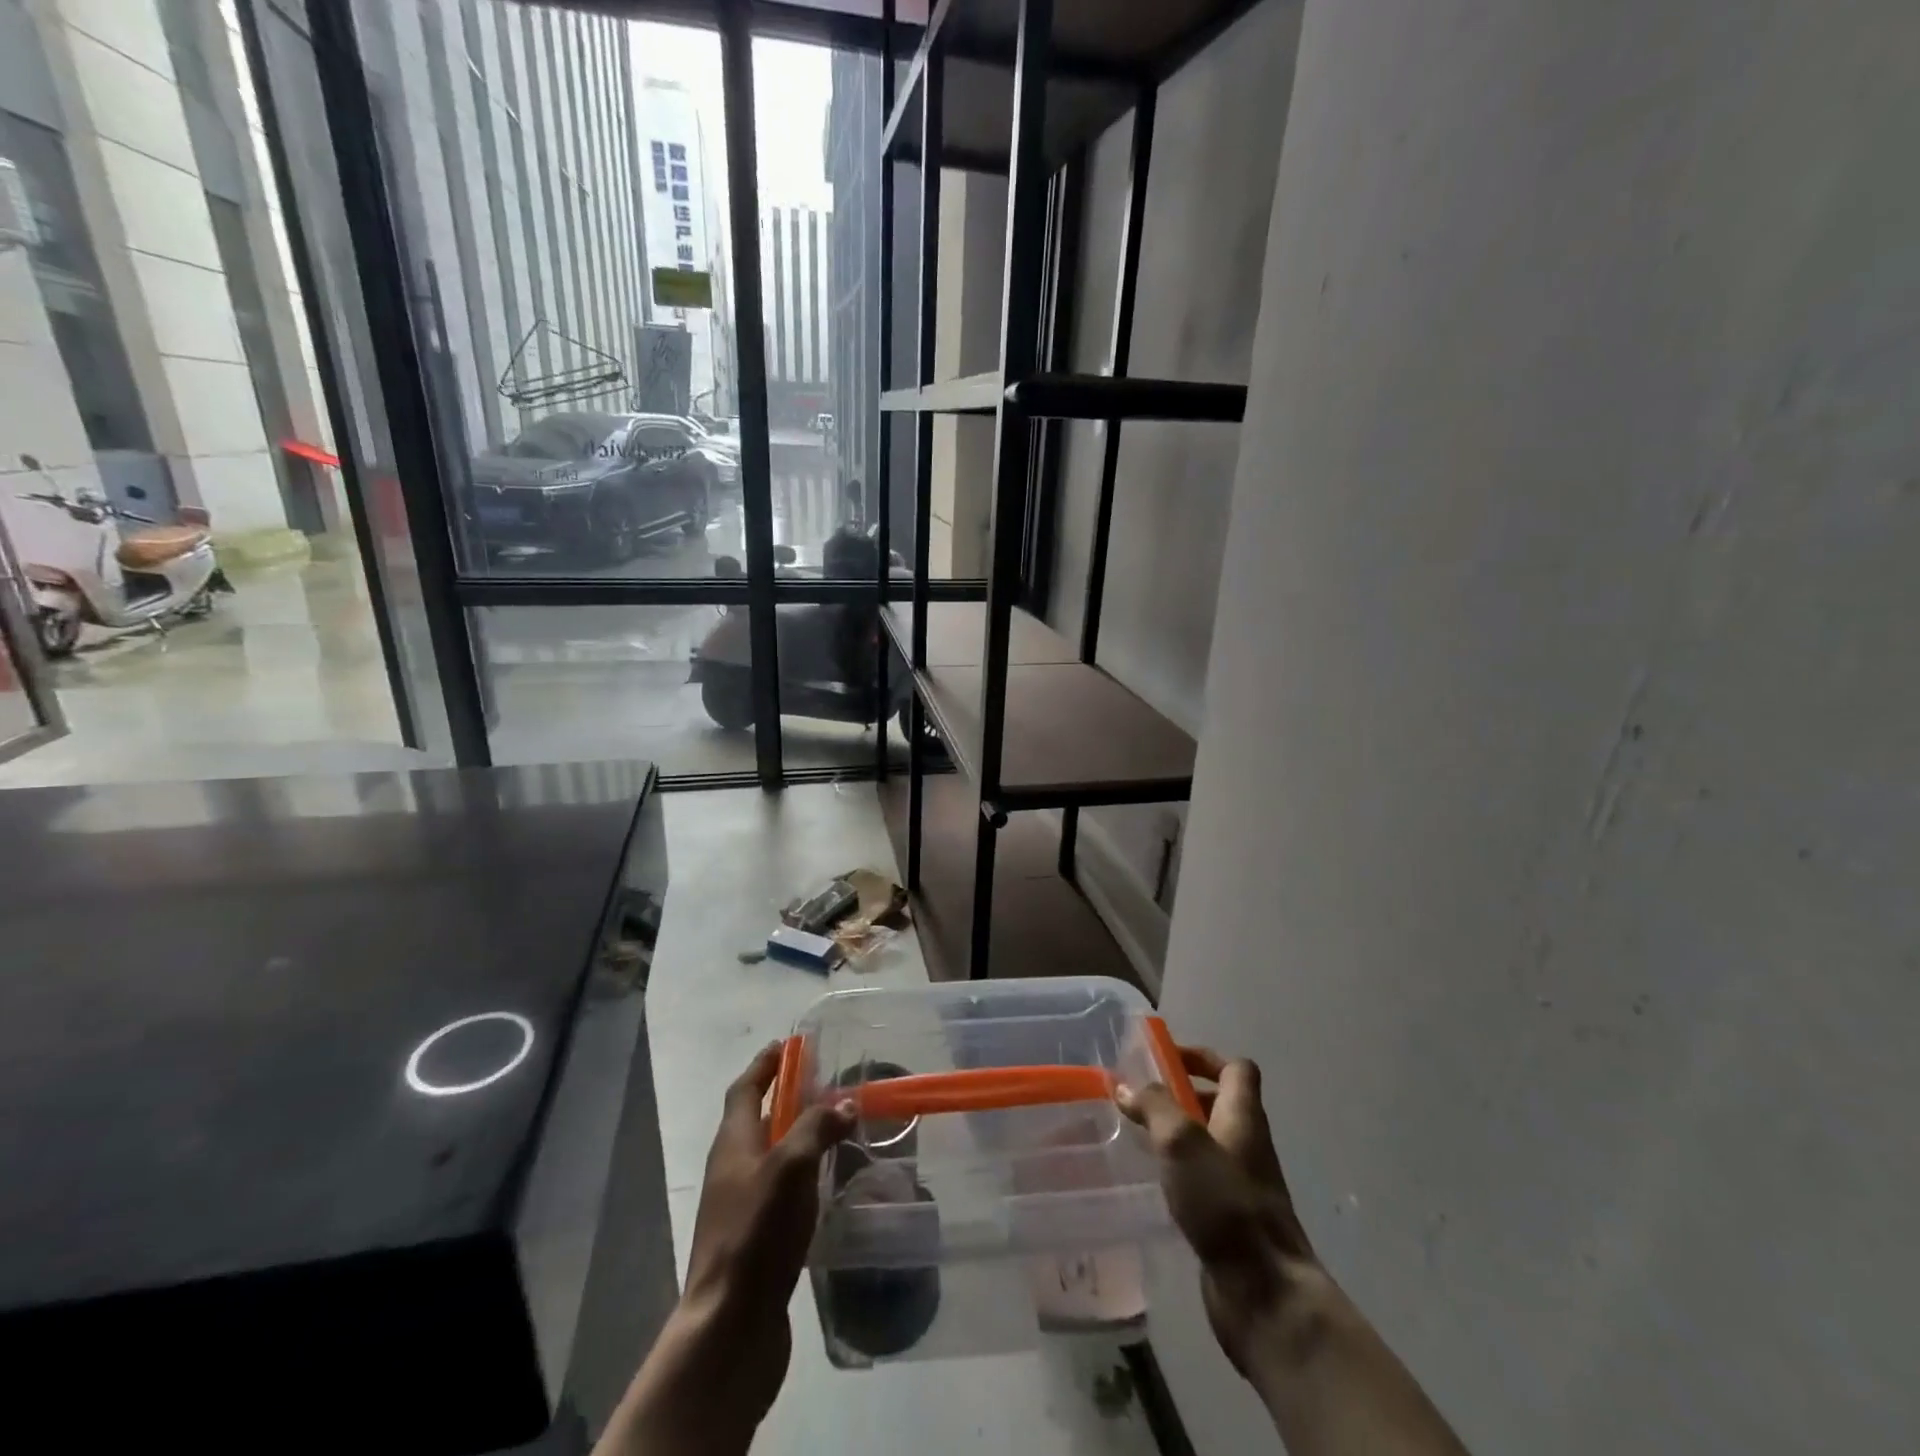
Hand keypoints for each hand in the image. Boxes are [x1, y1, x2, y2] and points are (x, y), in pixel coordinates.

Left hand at [681, 1043, 854, 1411]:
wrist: (730, 1326)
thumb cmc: (756, 1233)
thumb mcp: (789, 1167)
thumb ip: (816, 1128)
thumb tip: (844, 1103)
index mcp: (733, 1143)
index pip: (746, 1089)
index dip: (765, 1064)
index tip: (788, 1044)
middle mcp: (732, 1168)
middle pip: (758, 1119)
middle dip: (788, 1097)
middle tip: (827, 1084)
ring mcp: (741, 1205)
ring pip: (772, 1155)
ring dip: (799, 1136)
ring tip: (837, 1128)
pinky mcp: (756, 1238)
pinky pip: (781, 1189)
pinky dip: (803, 1174)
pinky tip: (829, 1183)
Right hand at [1118, 1047, 1323, 1375]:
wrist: (1266, 1294)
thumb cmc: (1225, 1203)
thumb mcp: (1182, 1141)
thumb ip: (1154, 1107)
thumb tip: (1127, 1086)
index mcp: (1243, 1117)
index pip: (1236, 1068)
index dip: (1204, 1056)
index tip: (1166, 1057)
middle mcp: (1246, 1145)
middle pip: (1220, 1104)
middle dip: (1180, 1096)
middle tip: (1139, 1098)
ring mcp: (1241, 1185)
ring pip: (1207, 1144)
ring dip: (1176, 1135)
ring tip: (1135, 1136)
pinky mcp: (1230, 1220)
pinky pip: (1202, 1180)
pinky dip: (1178, 1172)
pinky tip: (1150, 1182)